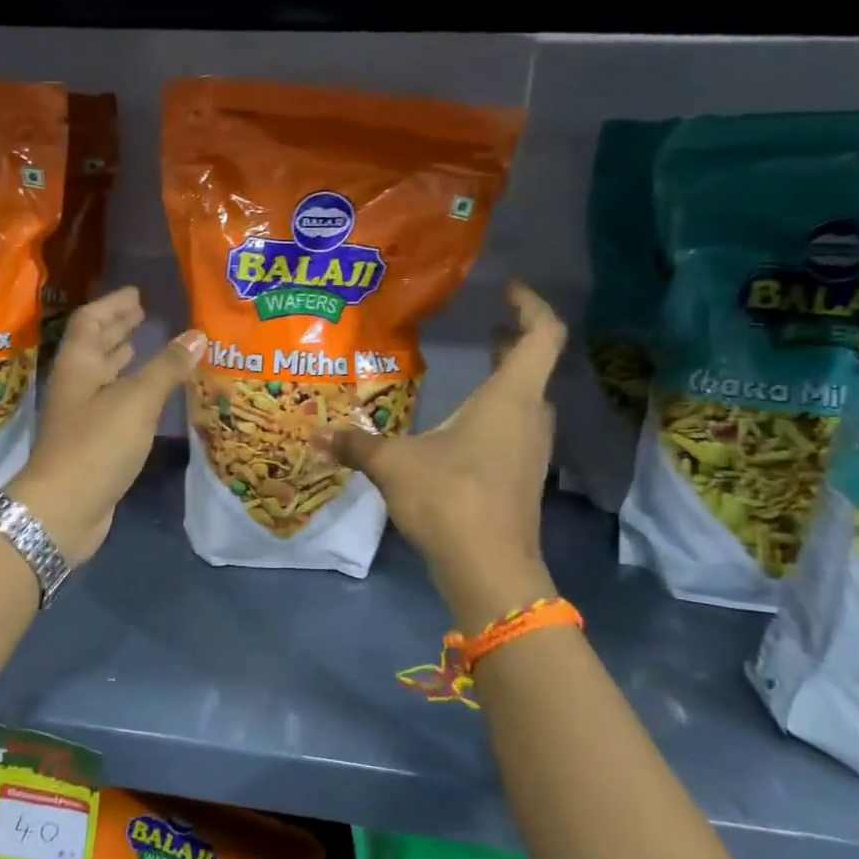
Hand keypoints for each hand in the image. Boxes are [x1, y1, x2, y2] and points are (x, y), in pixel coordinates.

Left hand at [9, 287, 205, 564]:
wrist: (64, 508)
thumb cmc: (97, 444)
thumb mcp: (137, 400)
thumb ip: (167, 367)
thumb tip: (197, 335)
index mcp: (78, 365)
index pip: (91, 321)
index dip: (113, 304)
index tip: (137, 293)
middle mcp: (76, 385)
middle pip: (94, 346)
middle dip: (118, 328)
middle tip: (144, 313)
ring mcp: (81, 415)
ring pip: (103, 376)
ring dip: (122, 358)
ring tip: (145, 345)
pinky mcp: (91, 441)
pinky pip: (113, 403)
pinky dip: (130, 390)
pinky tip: (148, 394)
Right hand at [313, 282, 566, 627]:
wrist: (490, 568)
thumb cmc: (449, 497)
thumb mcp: (393, 463)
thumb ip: (356, 444)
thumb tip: (317, 435)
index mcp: (510, 398)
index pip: (541, 336)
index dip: (529, 306)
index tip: (508, 289)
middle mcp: (530, 418)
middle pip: (534, 367)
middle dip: (511, 343)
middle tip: (484, 329)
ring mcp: (531, 451)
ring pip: (525, 402)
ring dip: (505, 381)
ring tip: (472, 371)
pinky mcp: (522, 479)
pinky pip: (515, 431)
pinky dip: (496, 415)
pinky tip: (461, 428)